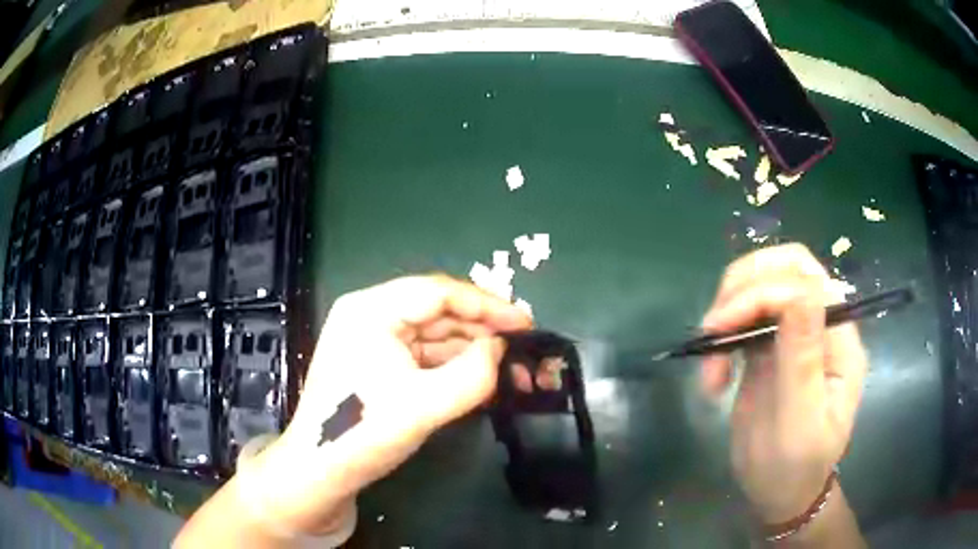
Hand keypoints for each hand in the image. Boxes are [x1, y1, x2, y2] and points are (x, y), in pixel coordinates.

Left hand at [246, 275, 531, 534]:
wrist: (320, 473)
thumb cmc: (363, 432)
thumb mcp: (424, 405)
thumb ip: (473, 374)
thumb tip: (500, 349)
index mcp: (371, 310)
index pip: (439, 292)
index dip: (487, 305)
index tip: (526, 323)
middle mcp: (370, 316)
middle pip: (437, 311)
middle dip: (482, 330)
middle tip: (523, 348)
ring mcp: (373, 341)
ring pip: (434, 335)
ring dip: (471, 350)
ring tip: (511, 367)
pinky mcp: (379, 365)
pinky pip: (424, 356)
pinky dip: (454, 366)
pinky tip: (481, 378)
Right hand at [700, 244, 867, 523]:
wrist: (781, 492)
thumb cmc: (795, 466)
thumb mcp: (801, 421)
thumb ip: (802, 358)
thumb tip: (796, 294)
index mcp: (840, 341)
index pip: (807, 284)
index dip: (763, 291)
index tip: (720, 325)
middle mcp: (820, 326)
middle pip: (787, 268)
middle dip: (744, 285)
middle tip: (713, 325)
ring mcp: (794, 334)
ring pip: (761, 286)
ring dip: (727, 312)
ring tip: (709, 361)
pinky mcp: (769, 348)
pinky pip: (744, 320)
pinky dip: (721, 336)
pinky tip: (713, 374)